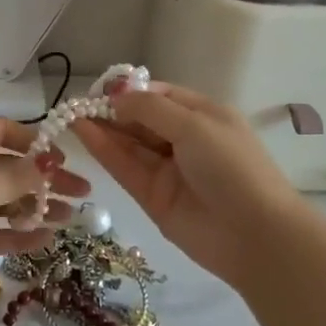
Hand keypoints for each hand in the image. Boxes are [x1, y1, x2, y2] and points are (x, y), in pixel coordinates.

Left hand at [0, 119, 90, 313]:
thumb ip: (15, 180)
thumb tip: (48, 162)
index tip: (63, 156)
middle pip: (7, 169)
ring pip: (1, 202)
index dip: (32, 140)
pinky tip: (45, 240)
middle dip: (43, 180)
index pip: (0, 131)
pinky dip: (14, 235)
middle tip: (81, 193)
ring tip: (71, 219)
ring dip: (34, 208)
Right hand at [72, 84, 302, 287]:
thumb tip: (116, 97)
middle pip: (140, 119)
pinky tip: (81, 132)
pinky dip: (102, 149)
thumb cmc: (232, 167)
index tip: (101, 89)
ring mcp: (167, 169)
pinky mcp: (152, 196)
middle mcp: (184, 140)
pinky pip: (124, 167)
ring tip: (70, 113)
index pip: (160, 95)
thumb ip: (150, 108)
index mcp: (203, 116)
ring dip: (101, 127)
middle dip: (112, 109)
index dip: (131, 90)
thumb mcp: (194, 125)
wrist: (255, 236)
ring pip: (128, 143)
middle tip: (77, 102)